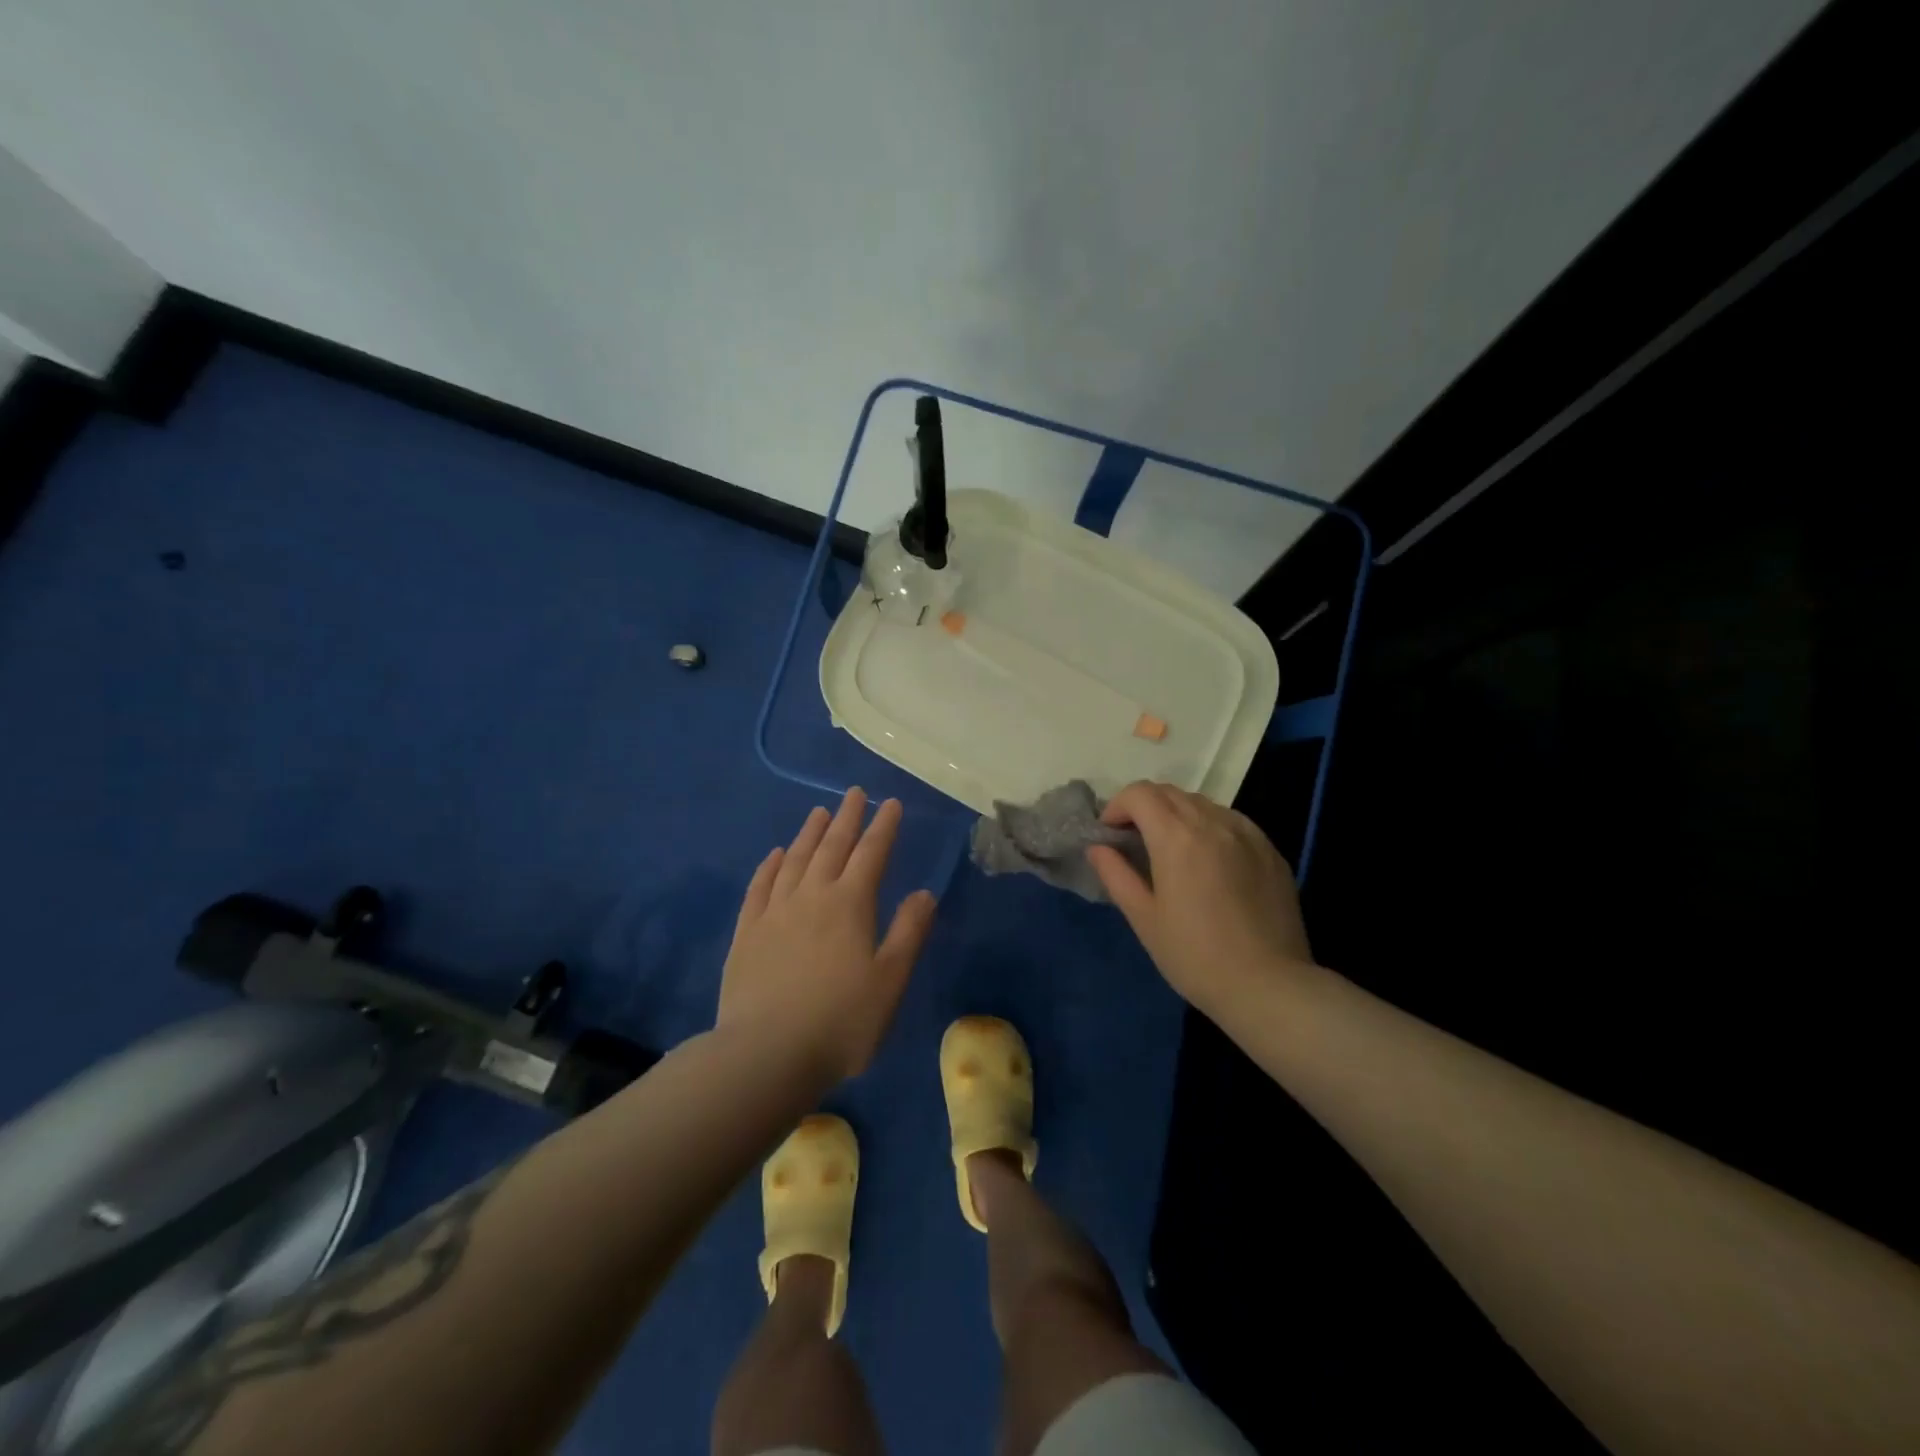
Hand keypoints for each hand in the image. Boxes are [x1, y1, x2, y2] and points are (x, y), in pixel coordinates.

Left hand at [718, 788, 937, 1080]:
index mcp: (850, 905)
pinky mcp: (746, 933)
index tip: (891, 804)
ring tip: (818, 812)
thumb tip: (924, 893)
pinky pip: (759, 887)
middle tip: (855, 794)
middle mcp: (811, 897)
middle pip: (832, 847)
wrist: (765, 1054)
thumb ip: (908, 933)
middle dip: (847, 818)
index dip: (883, 827)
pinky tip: (775, 855)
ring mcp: (774, 912)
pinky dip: (770, 866)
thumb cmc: (840, 1022)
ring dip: (809, 834)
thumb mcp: (889, 981)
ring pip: (795, 861)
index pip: (871, 854)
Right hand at [1088, 781, 1313, 1011]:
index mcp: (1176, 837)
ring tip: (1171, 850)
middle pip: (1170, 792)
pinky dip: (1209, 827)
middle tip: (1134, 840)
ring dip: (1177, 814)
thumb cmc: (1195, 956)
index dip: (1117, 805)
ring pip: (1202, 803)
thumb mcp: (1143, 918)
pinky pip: (1231, 821)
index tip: (1110, 833)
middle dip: (1144, 807)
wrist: (1269, 985)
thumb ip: (1116, 874)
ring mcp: (1247, 833)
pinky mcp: (1270, 850)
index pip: (1140, 793)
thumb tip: (1098, 848)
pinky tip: (1209, 860)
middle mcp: (1213, 822)